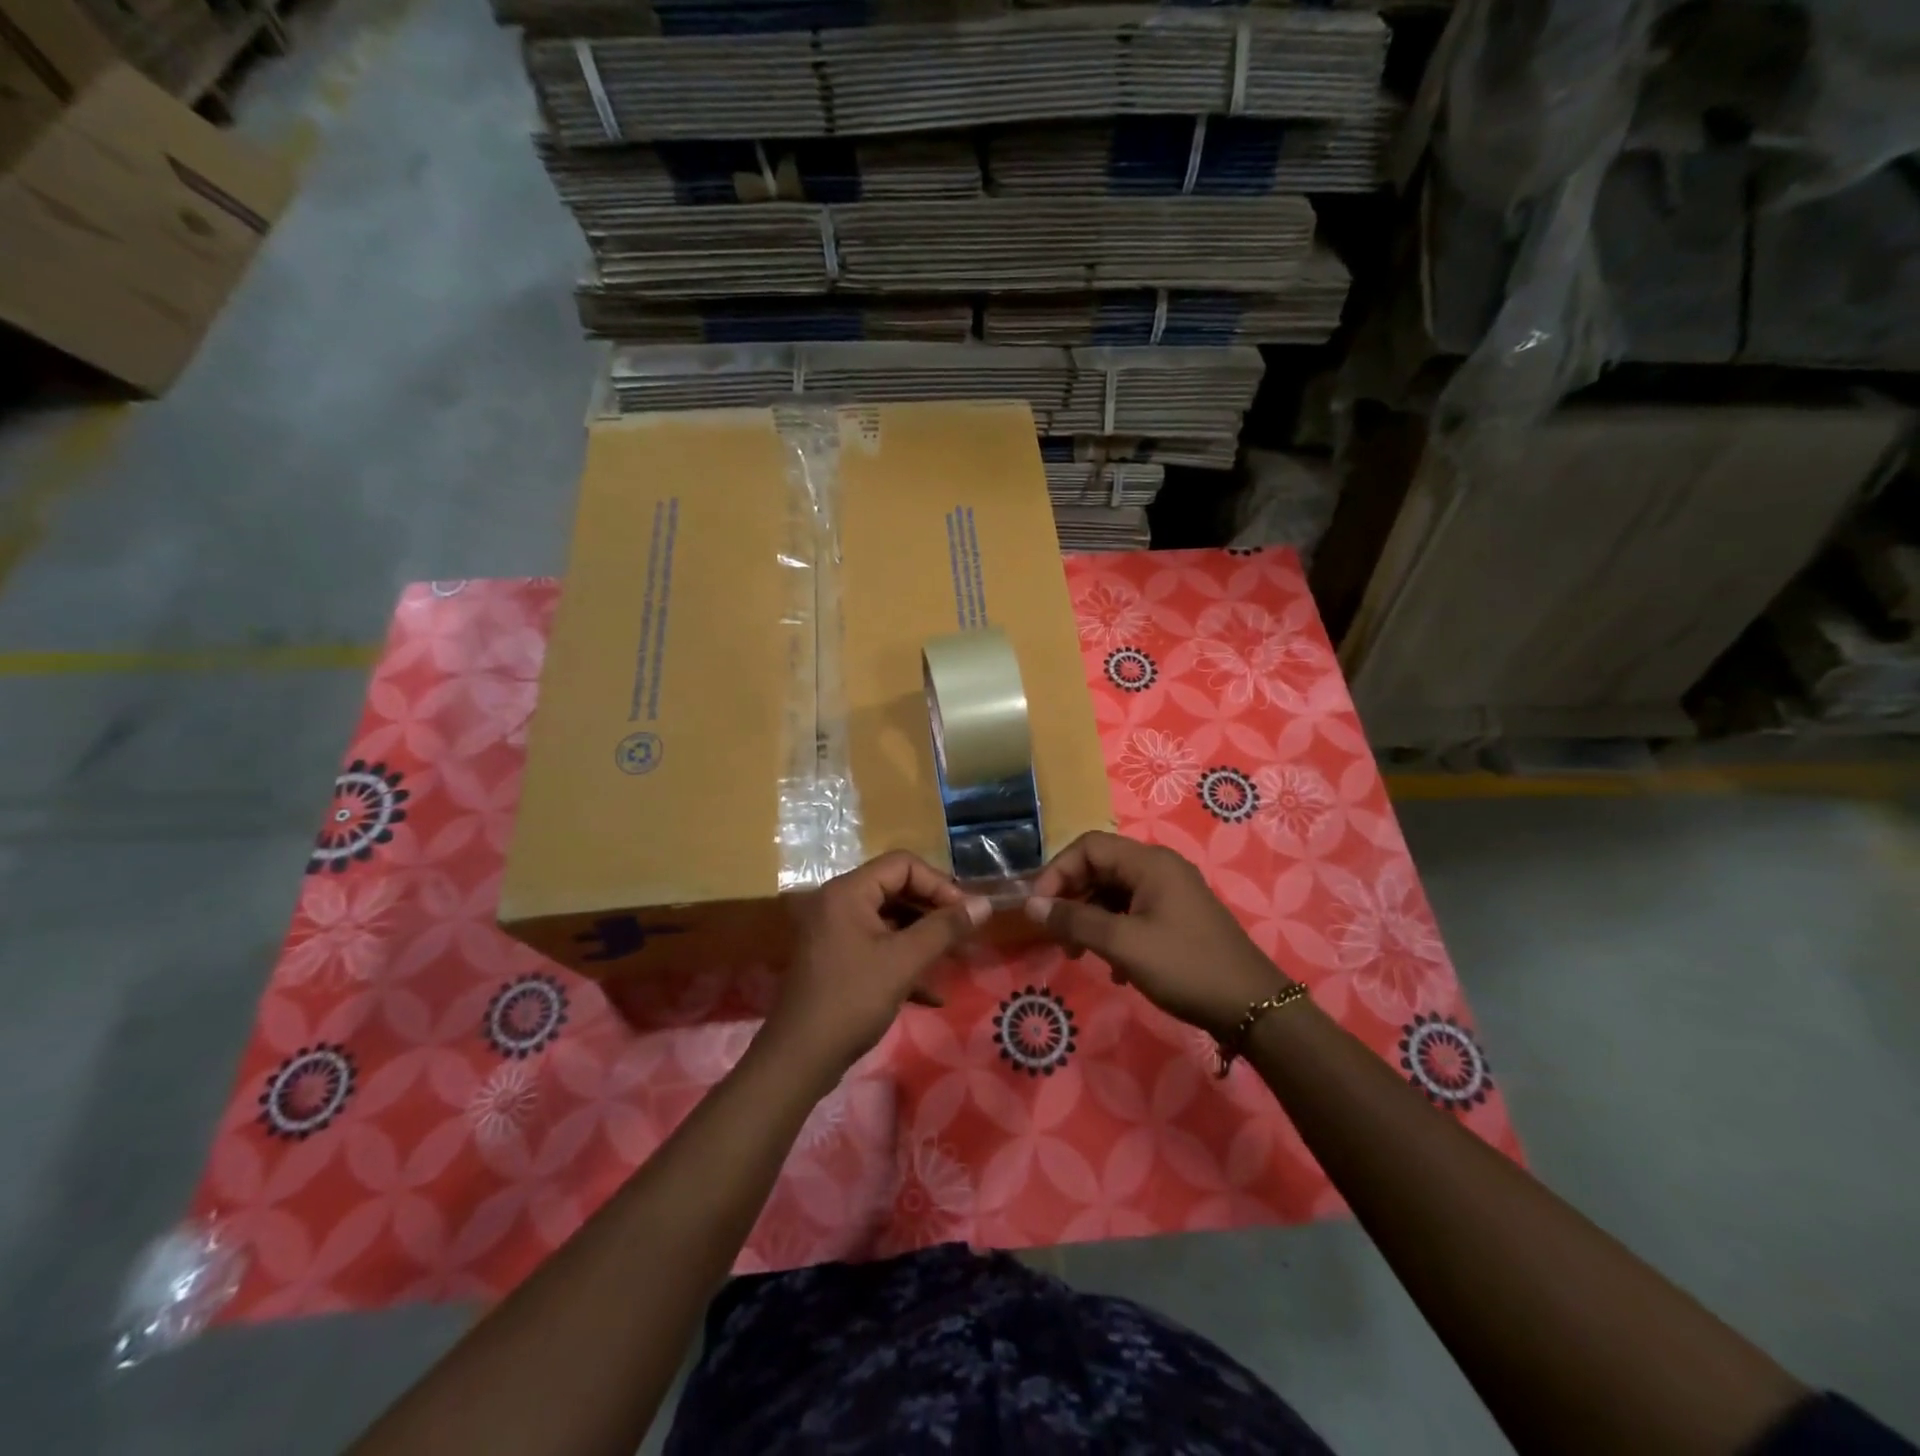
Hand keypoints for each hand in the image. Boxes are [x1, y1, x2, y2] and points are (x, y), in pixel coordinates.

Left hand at [765, 851, 990, 1079]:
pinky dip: (905, 961)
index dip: (939, 884)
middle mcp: (838, 903)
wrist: (799, 1059)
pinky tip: (932, 993)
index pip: (903, 864)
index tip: (965, 913)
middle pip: (897, 889)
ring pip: (890, 921)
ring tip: (957, 959)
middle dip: (935, 912)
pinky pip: (878, 947)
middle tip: (966, 935)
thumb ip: (944, 928)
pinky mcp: (837, 960)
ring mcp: (835, 932)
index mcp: (848, 892)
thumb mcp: (904, 961)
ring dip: (924, 938)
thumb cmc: (852, 1000)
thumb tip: (984, 904)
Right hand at [1025, 831, 1290, 1039]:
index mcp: (1149, 862)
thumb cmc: (1184, 967)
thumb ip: (1074, 921)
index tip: (1039, 908)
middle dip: (1072, 899)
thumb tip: (1031, 906)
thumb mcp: (1122, 944)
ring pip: (1114, 893)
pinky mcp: (1177, 917)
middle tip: (1056, 935)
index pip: (1088, 847)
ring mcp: (1171, 893)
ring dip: (1091, 919)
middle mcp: (1159, 868)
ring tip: (1079, 955)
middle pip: (1100, 868)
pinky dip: (1114, 932)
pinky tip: (1114, 969)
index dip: (1057, 872)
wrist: (1252, 1007)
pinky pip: (1132, 912)